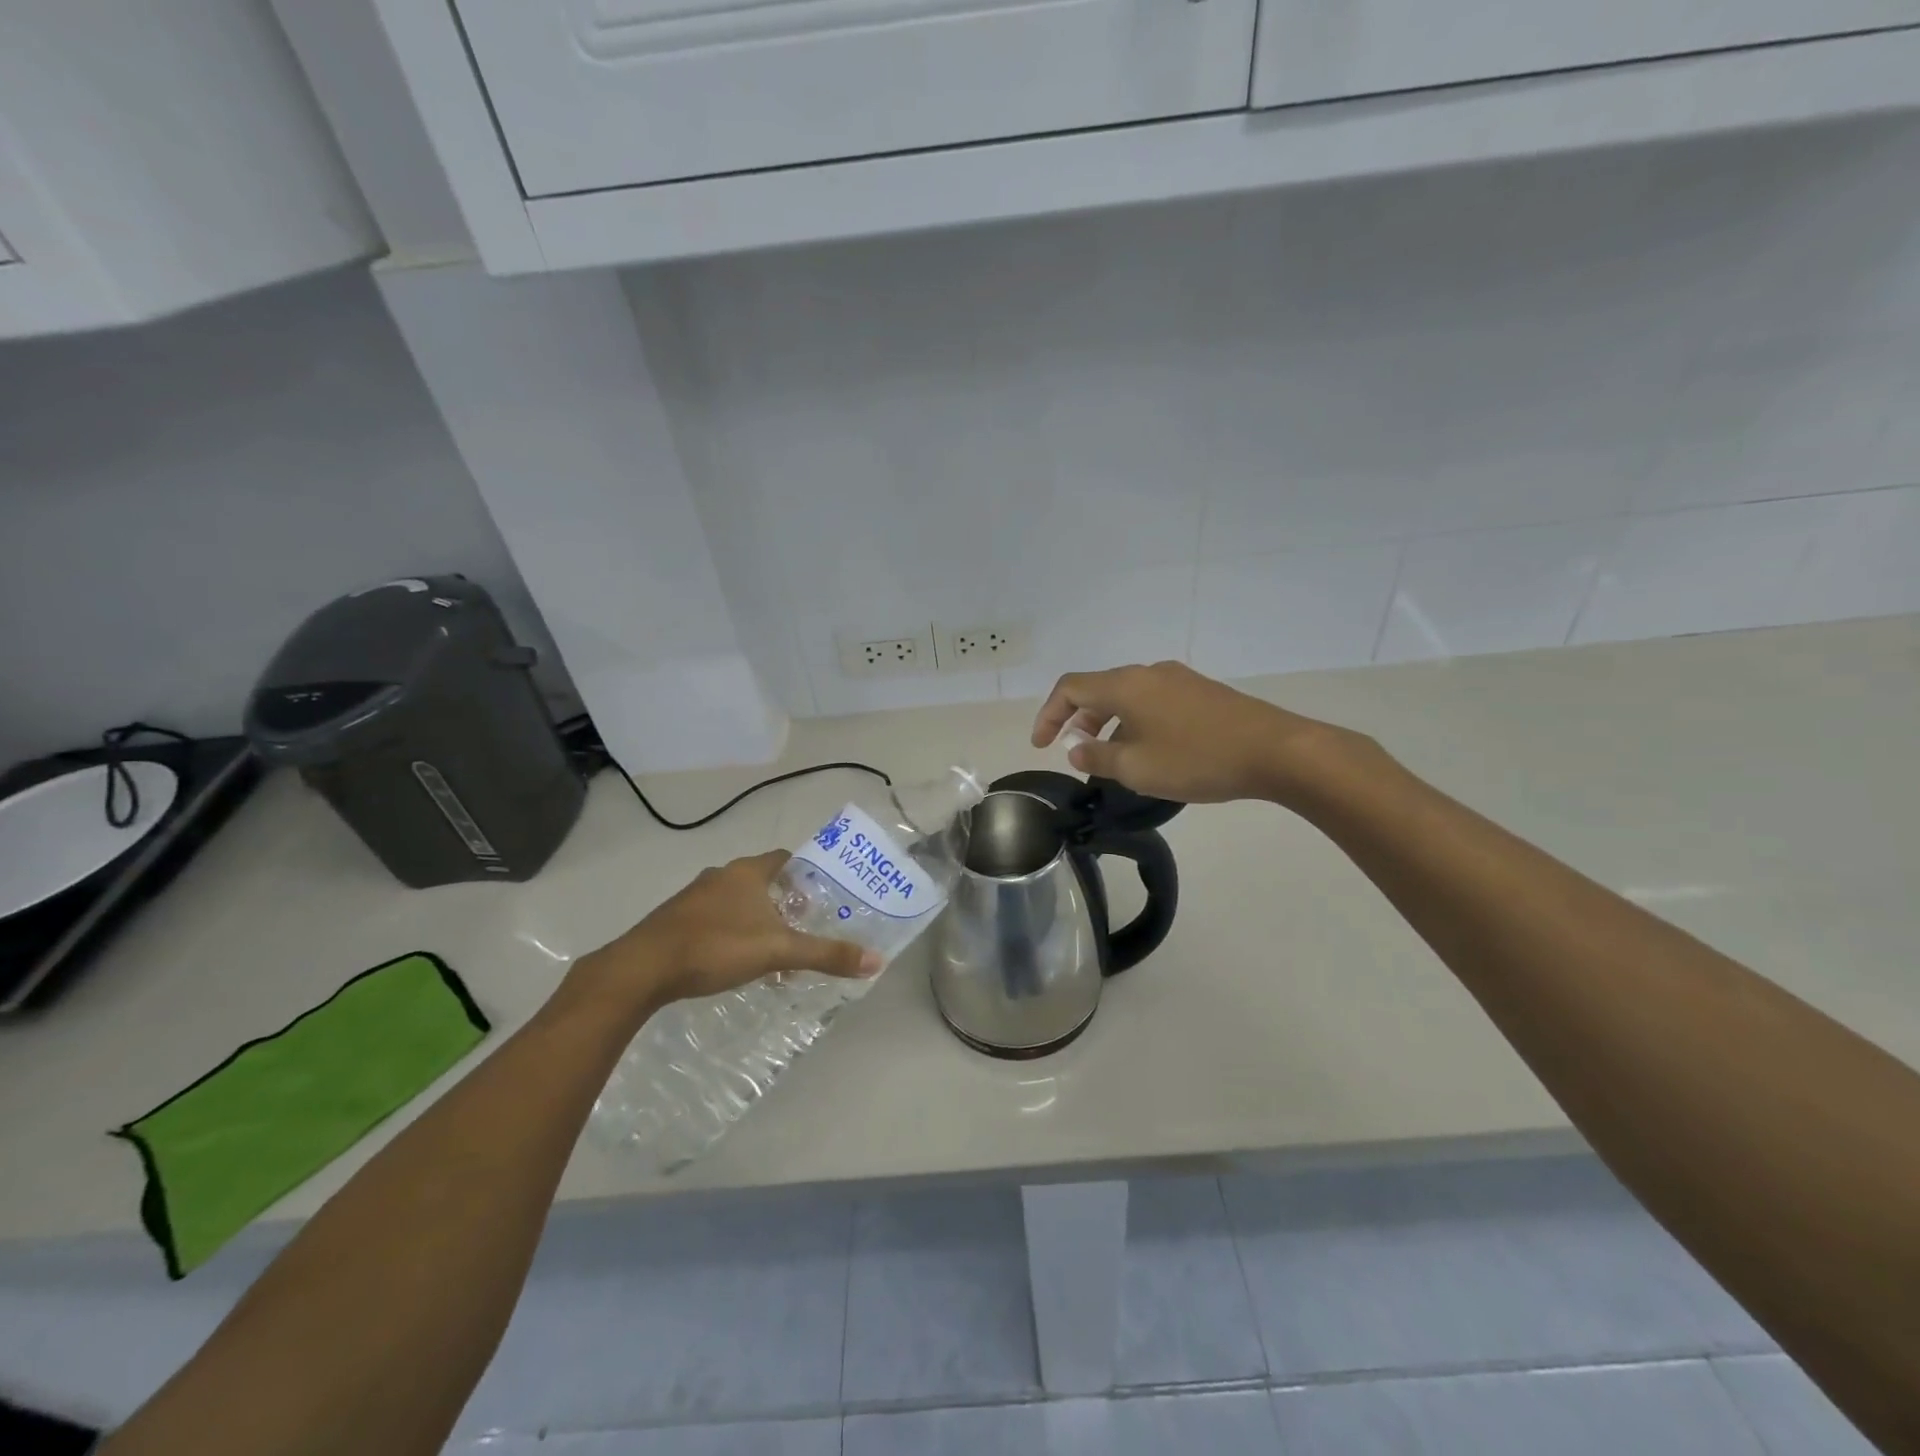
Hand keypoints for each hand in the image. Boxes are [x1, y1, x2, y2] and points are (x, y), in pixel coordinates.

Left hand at [573, 850, 879, 1013]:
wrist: (642, 968)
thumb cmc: (716, 947)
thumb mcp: (778, 951)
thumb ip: (826, 955)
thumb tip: (877, 961)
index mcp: (748, 872)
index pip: (786, 859)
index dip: (807, 874)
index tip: (823, 895)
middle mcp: (722, 875)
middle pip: (763, 880)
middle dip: (785, 901)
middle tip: (805, 925)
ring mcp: (694, 896)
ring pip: (737, 900)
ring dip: (757, 918)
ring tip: (774, 948)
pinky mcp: (675, 919)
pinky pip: (715, 917)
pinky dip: (732, 931)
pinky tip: (735, 959)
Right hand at [1031, 661, 1349, 804]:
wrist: (1275, 751)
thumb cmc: (1196, 759)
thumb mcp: (1136, 768)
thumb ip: (1097, 758)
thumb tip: (1076, 749)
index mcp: (1125, 685)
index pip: (1070, 688)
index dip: (1048, 715)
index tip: (1041, 745)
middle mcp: (1148, 673)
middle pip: (1099, 689)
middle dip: (1079, 720)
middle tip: (1075, 752)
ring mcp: (1178, 680)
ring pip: (1128, 697)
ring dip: (1109, 724)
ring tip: (1112, 759)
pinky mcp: (1201, 692)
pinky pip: (1153, 702)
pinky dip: (1136, 723)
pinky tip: (1150, 752)